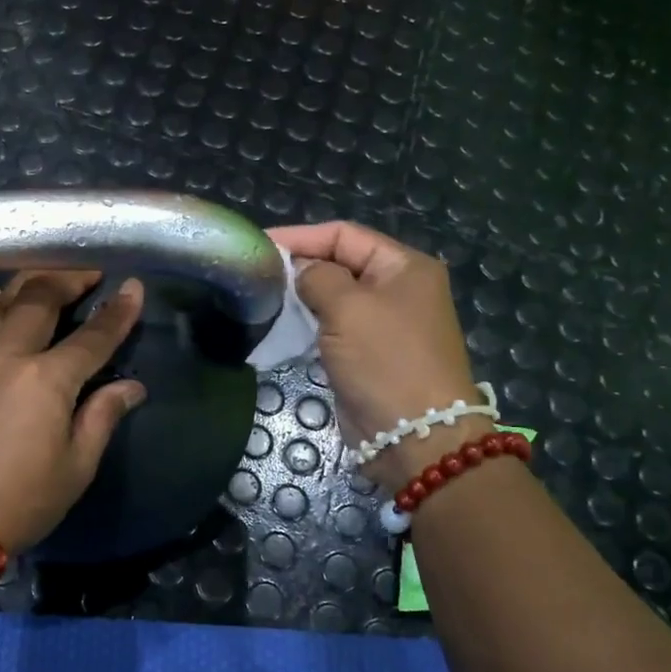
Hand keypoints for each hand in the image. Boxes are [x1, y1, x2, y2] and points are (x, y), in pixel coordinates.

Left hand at [0, 270, 146, 575]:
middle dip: (68, 279)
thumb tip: (131, 386)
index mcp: (46, 381)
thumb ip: (102, 417)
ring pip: (2, 305)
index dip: (117, 312)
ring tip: (48, 274)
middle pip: (40, 301)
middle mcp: (9, 358)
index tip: (134, 286)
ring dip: (28, 283)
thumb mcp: (76, 467)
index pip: (92, 337)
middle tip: (89, 271)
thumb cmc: (21, 501)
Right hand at [266, 221, 486, 482]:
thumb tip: (299, 270)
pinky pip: (333, 328)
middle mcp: (397, 289)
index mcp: (404, 266)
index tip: (259, 245)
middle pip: (340, 263)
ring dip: (301, 297)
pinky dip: (308, 324)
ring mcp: (384, 324)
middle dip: (299, 266)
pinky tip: (281, 326)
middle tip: (255, 273)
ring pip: (334, 298)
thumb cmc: (385, 361)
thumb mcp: (348, 308)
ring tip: (262, 297)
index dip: (301, 237)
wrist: (414, 436)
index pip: (344, 235)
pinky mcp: (368, 355)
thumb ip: (317, 277)